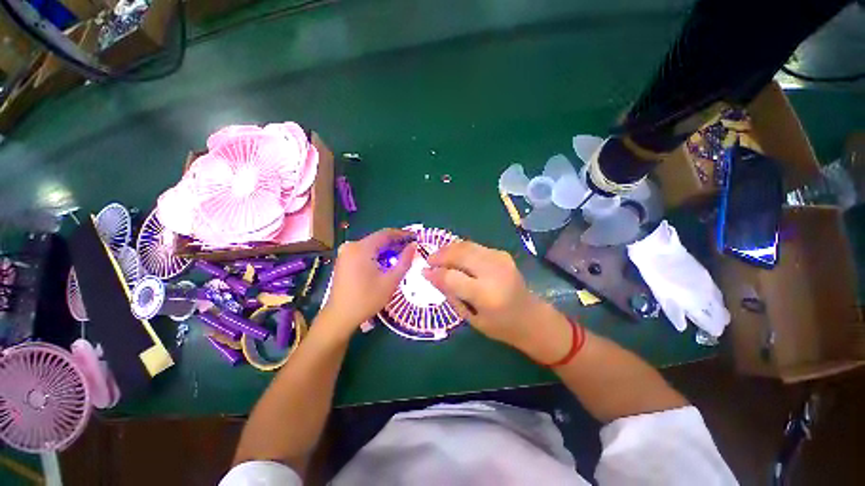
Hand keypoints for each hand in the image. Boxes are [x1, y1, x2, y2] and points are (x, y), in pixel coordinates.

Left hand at [320, 229, 415, 338]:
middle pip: (378, 239)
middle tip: (410, 249)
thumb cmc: (367, 299)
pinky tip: (386, 262)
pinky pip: (364, 252)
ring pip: (371, 245)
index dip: (402, 234)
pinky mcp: (344, 260)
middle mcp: (351, 246)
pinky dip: (376, 255)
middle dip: (395, 243)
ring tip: (401, 256)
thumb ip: (405, 261)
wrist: (340, 316)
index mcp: (361, 248)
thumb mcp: (391, 281)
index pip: (386, 233)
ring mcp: (346, 253)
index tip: (415, 237)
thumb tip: (414, 246)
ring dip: (386, 249)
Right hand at [422, 241, 546, 350]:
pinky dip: (461, 249)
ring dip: (449, 249)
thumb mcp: (470, 317)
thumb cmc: (499, 325)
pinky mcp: (502, 253)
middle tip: (429, 260)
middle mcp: (494, 272)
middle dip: (440, 255)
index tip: (423, 272)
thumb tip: (430, 275)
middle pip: (460, 254)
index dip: (434, 272)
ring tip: (439, 257)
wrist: (530, 316)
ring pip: (466, 245)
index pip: (452, 276)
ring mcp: (500, 259)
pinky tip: (455, 257)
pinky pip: (475, 247)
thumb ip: (450, 294)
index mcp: (486, 294)